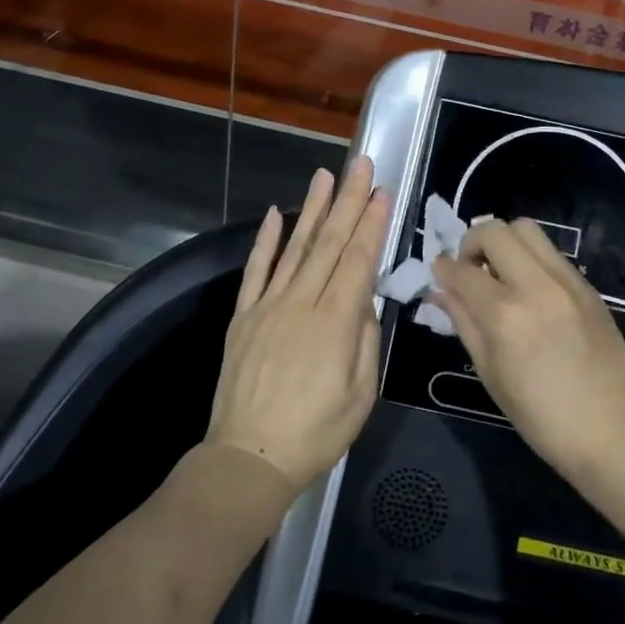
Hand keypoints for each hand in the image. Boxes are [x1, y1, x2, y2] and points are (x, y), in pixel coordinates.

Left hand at [208, 157, 391, 492]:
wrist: (248, 458)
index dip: (371, 224)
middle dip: (348, 200)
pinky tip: (276, 213)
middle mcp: (301, 303)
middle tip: (361, 165)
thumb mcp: (361, 395)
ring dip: (312, 208)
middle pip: (329, 243)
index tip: (381, 192)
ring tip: (324, 175)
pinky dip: (266, 240)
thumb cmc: (316, 434)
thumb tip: (364, 302)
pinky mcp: (243, 316)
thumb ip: (366, 341)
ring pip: (295, 247)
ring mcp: (268, 306)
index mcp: (335, 323)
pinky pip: (256, 271)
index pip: (357, 260)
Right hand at [431, 219, 624, 479]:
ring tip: (500, 274)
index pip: (461, 270)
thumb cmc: (543, 417)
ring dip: (504, 243)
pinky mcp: (587, 286)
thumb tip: (441, 292)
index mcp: (504, 314)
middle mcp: (534, 285)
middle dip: (472, 242)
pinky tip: (529, 290)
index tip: (440, 274)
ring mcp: (566, 281)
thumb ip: (464, 324)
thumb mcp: (491, 375)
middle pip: (495, 230)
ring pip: (527, 229)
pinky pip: (551, 253)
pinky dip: (530, 258)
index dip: (443, 268)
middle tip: (471, 270)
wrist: (616, 430)